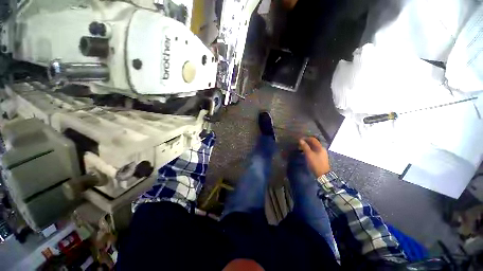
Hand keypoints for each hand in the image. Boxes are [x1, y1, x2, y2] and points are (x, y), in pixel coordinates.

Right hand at [298, 137, 329, 176]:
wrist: (322, 174)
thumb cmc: (315, 163)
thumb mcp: (309, 154)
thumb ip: (305, 146)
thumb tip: (300, 140)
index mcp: (320, 147)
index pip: (313, 139)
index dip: (306, 138)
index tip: (300, 139)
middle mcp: (322, 149)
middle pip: (314, 143)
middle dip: (306, 142)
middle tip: (300, 144)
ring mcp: (322, 153)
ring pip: (314, 147)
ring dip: (307, 147)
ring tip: (301, 148)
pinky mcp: (320, 158)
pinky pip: (314, 151)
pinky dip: (309, 150)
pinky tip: (305, 153)